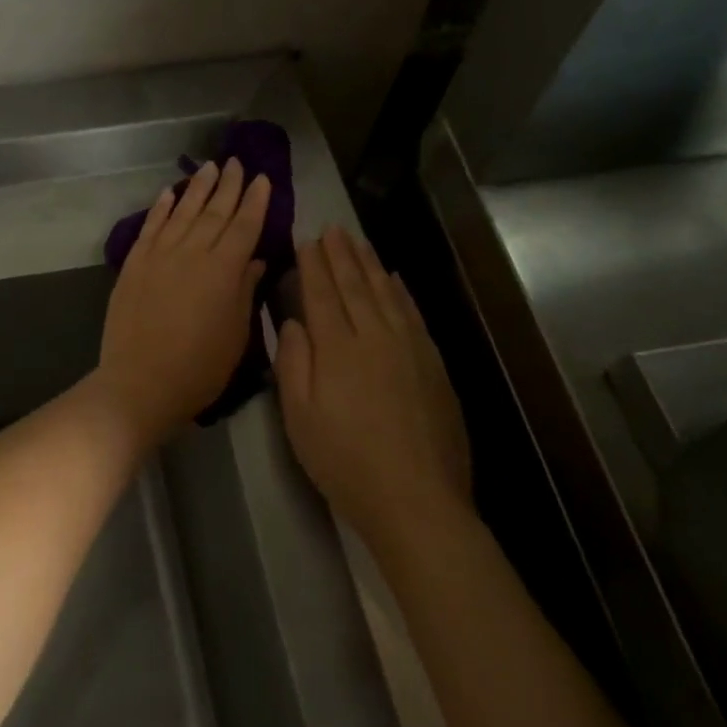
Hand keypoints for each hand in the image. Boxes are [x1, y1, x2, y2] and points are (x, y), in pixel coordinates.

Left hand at [93, 159, 271, 447]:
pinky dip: (161, 207)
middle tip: (236, 162)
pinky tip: (169, 192)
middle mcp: (192, 252)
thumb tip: (254, 260)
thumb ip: (245, 292)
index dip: (256, 201)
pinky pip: (151, 226)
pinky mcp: (134, 264)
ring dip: (197, 187)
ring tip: (209, 166)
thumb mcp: (236, 335)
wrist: (140, 383)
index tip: (263, 178)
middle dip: (228, 185)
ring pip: (182, 211)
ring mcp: (159, 255)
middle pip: (214, 211)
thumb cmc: (199, 368)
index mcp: (224, 270)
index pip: (245, 226)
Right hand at [276, 226, 471, 545]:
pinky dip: (401, 291)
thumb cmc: (344, 461)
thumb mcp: (299, 417)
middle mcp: (375, 336)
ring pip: (386, 293)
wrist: (416, 498)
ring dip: (369, 264)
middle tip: (331, 228)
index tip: (306, 240)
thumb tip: (293, 322)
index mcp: (337, 349)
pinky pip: (413, 313)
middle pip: (355, 285)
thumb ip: (293, 363)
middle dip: (340, 255)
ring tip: (358, 241)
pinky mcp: (433, 363)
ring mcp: (410, 347)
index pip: (322, 294)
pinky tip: (394, 278)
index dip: (313, 265)